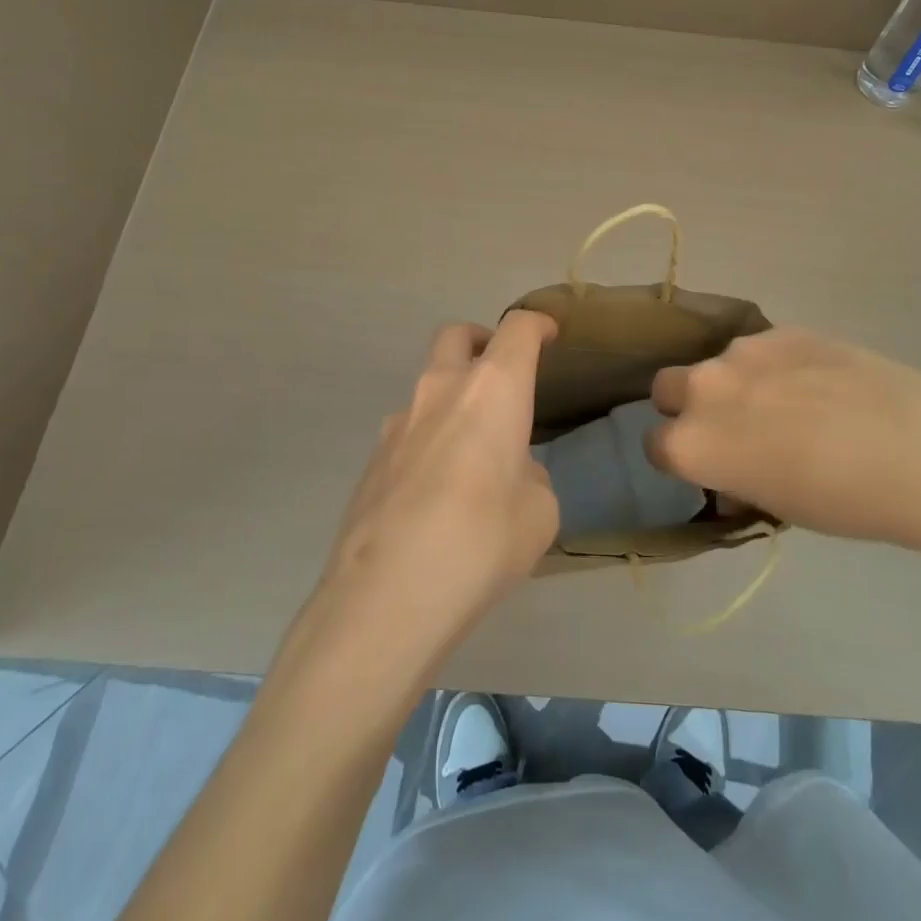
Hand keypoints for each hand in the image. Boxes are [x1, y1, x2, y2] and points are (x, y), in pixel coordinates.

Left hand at [312, 311, 558, 666]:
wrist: (386, 595)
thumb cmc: (482, 542)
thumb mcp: (539, 513)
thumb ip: (530, 478)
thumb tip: (511, 475)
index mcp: (493, 389)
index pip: (518, 330)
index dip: (536, 324)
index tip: (548, 333)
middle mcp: (442, 390)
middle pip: (457, 335)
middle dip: (481, 341)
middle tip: (500, 370)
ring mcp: (399, 422)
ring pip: (428, 385)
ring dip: (452, 398)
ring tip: (472, 449)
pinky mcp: (372, 459)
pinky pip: (408, 430)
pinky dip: (429, 439)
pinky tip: (437, 490)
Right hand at [647, 328, 920, 548]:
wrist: (912, 447)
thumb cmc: (841, 500)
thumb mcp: (775, 506)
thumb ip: (735, 481)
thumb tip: (734, 474)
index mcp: (691, 443)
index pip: (656, 445)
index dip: (680, 456)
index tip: (708, 464)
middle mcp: (703, 389)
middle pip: (667, 388)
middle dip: (688, 405)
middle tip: (733, 426)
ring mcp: (741, 352)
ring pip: (719, 364)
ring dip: (737, 382)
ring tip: (791, 403)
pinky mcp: (780, 330)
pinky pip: (761, 349)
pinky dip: (775, 366)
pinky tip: (819, 384)